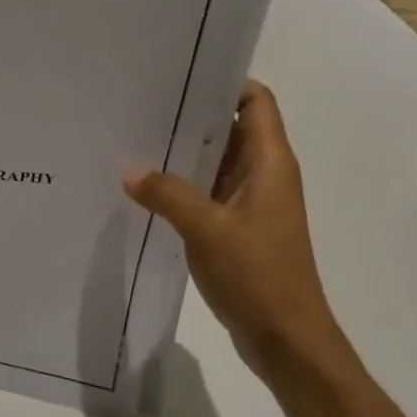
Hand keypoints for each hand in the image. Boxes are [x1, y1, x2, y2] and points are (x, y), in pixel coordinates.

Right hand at [125, 81, 350, 386]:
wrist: (287, 340)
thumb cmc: (258, 276)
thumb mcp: (207, 229)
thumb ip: (168, 194)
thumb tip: (129, 169)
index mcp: (270, 163)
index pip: (255, 101)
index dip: (224, 82)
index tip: (180, 75)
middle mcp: (264, 174)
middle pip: (231, 127)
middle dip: (192, 115)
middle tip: (142, 103)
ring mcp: (252, 202)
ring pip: (217, 161)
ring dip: (184, 152)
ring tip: (136, 138)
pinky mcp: (238, 228)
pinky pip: (208, 191)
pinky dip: (183, 184)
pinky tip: (146, 186)